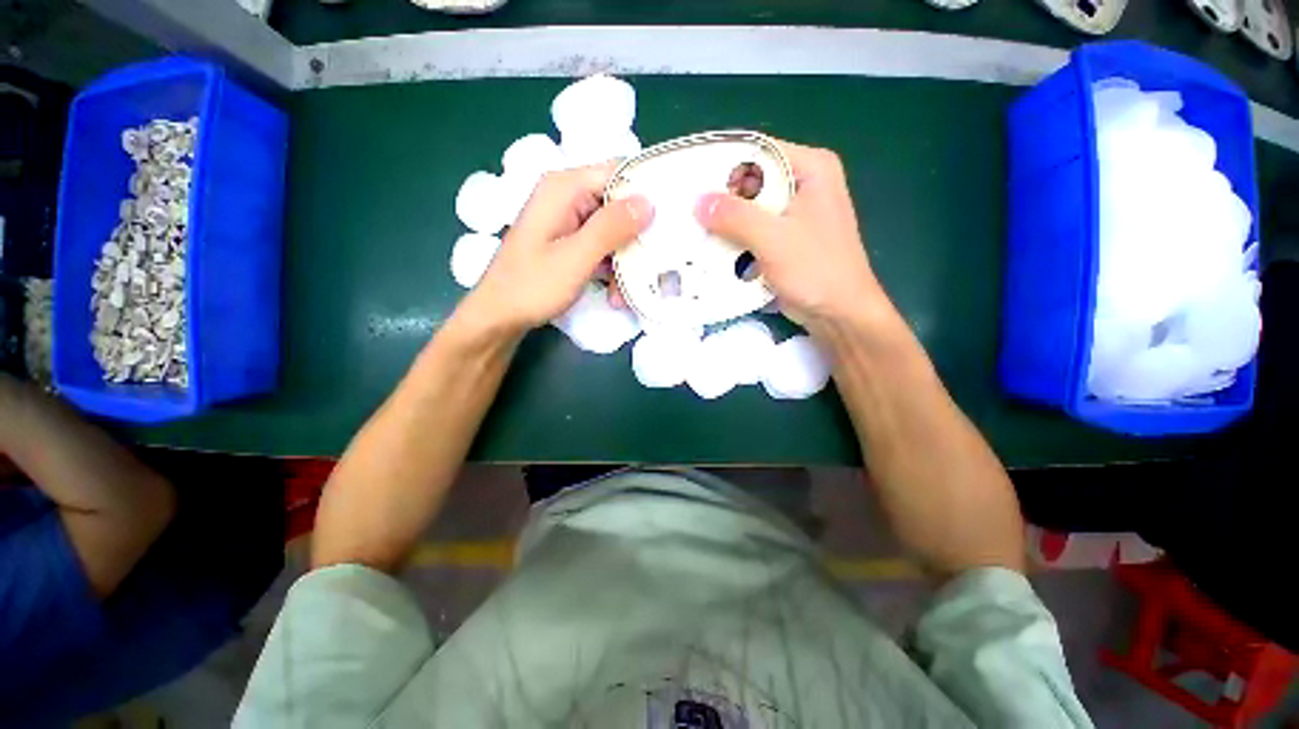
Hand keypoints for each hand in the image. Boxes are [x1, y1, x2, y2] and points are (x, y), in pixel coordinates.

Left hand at [461, 164, 652, 337]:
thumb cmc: (532, 286)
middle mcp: (568, 197)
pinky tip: (614, 292)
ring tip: (626, 291)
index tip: (672, 216)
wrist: (500, 316)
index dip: (647, 190)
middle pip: (618, 203)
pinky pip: (601, 246)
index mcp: (564, 188)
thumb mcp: (576, 257)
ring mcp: (569, 220)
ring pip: (613, 229)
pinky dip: (611, 267)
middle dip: (636, 236)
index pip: (618, 171)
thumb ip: (611, 227)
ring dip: (624, 259)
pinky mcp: (570, 241)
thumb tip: (649, 201)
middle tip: (654, 263)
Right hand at [695, 140, 891, 335]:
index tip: (689, 177)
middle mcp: (802, 185)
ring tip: (690, 228)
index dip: (722, 163)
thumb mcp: (774, 239)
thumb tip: (698, 202)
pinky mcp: (783, 240)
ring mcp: (792, 215)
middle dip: (719, 199)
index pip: (758, 152)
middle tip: (684, 207)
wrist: (839, 314)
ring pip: (749, 211)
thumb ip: (736, 217)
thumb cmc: (816, 270)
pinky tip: (709, 248)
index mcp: (811, 169)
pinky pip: (751, 232)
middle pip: (751, 183)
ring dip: (724, 223)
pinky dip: (733, 240)